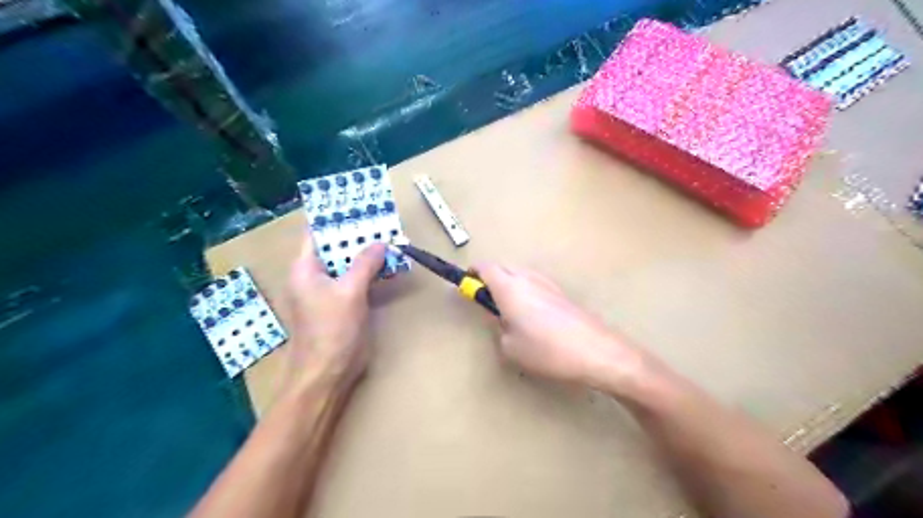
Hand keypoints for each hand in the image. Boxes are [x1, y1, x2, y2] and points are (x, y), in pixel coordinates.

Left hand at [281, 230, 382, 392]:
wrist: (327, 373)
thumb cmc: (332, 330)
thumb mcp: (350, 291)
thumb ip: (365, 263)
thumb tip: (381, 243)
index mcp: (304, 268)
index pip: (316, 233)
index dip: (333, 218)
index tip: (356, 205)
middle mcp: (313, 276)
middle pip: (333, 247)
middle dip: (355, 234)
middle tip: (379, 219)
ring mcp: (327, 291)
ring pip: (346, 264)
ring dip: (365, 253)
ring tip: (387, 236)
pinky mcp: (341, 304)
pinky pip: (355, 279)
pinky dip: (369, 270)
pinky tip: (386, 264)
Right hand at [475, 265, 647, 394]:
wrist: (595, 352)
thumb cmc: (545, 351)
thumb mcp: (510, 347)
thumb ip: (497, 327)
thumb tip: (500, 318)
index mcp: (509, 287)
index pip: (485, 268)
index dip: (473, 274)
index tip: (468, 285)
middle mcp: (528, 278)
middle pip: (503, 268)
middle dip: (491, 279)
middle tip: (488, 303)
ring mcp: (548, 283)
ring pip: (521, 275)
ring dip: (510, 285)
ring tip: (511, 313)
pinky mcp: (562, 293)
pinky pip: (536, 284)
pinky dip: (526, 292)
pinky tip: (533, 317)